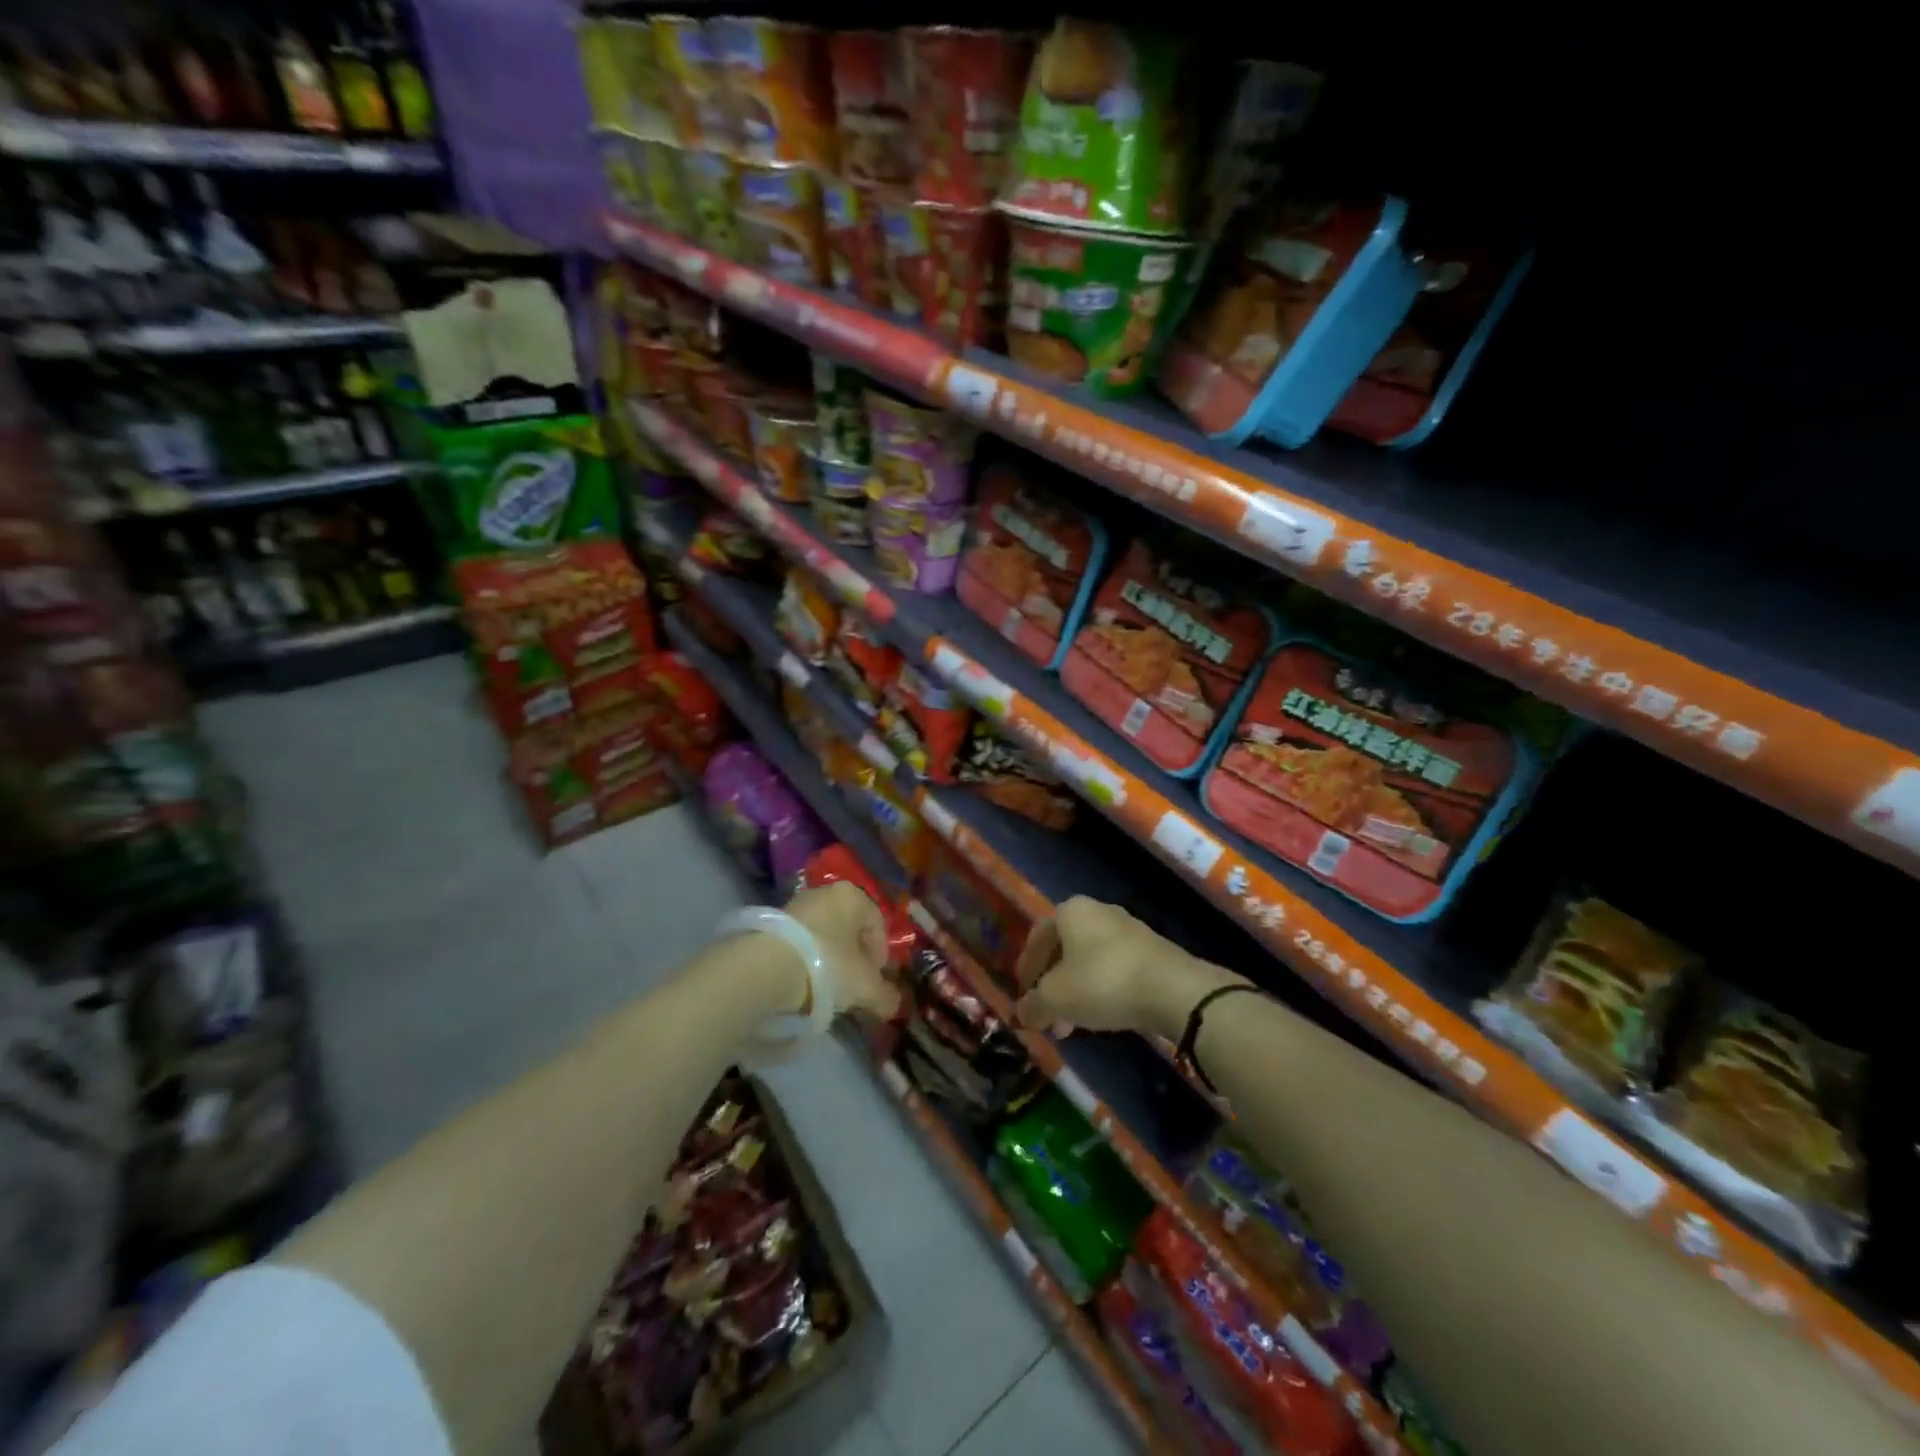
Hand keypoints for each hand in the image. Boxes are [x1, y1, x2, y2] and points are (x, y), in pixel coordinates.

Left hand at [785, 881, 900, 1020]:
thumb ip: (885, 995)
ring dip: (830, 962)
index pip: (878, 925)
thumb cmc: (827, 965)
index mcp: (853, 895)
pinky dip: (806, 963)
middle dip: (855, 959)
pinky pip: (801, 944)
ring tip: (827, 991)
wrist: (765, 970)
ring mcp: (796, 905)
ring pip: (824, 937)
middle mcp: (825, 892)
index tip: (875, 982)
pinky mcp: (772, 924)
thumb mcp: (864, 986)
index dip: (881, 957)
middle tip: (853, 988)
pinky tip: (803, 986)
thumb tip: (893, 1005)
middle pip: (850, 930)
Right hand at [1015, 897, 1240, 1038]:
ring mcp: (1127, 930)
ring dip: (1075, 992)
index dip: (1026, 968)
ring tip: (1071, 1026)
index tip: (1024, 996)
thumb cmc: (1103, 981)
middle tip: (1047, 1016)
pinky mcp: (1151, 951)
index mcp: (1070, 911)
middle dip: (1052, 986)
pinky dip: (1101, 990)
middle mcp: (1098, 912)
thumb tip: (1023, 1013)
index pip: (1037, 937)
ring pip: (1089, 962)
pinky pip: (1113, 969)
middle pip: (1064, 950)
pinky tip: (1101, 1017)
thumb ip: (1033, 1005)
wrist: (1173, 989)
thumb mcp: (1056, 998)